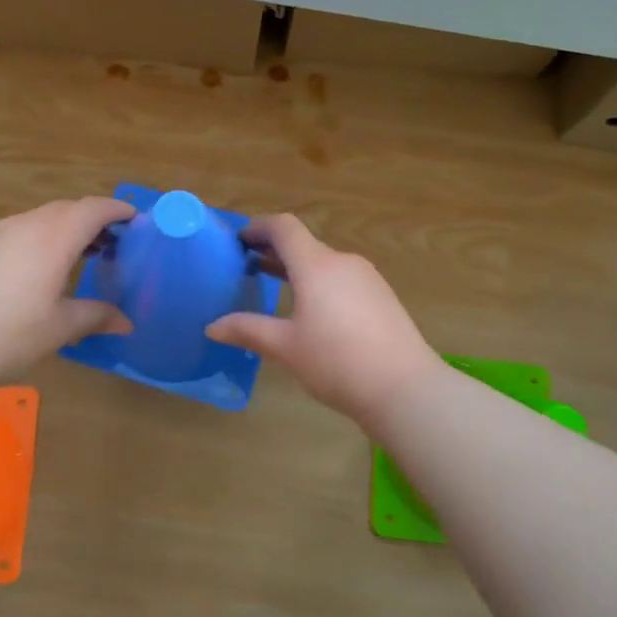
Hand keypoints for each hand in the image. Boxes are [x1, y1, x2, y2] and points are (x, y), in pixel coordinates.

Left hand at [0, 197, 135, 383]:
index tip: (134, 219)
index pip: (94, 209)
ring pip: (40, 218)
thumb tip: (126, 323)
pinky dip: (37, 238)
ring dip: (63, 229)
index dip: (117, 210)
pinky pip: (17, 230)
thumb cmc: (10, 333)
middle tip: (110, 244)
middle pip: (67, 209)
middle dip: (92, 220)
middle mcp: (27, 224)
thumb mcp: (60, 328)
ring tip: (75, 257)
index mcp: (55, 237)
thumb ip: (96, 316)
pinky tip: (35, 268)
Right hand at [206, 214, 442, 422]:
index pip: (284, 227)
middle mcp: (342, 262)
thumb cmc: (337, 362)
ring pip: (324, 263)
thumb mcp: (286, 347)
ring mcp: (367, 278)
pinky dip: (320, 282)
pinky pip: (343, 278)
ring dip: (298, 269)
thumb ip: (248, 330)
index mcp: (316, 265)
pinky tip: (313, 311)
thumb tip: (212, 326)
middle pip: (304, 244)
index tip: (239, 241)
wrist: (405, 388)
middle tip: (248, 267)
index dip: (259, 227)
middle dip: (274, 251)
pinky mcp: (382, 296)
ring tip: (276, 287)